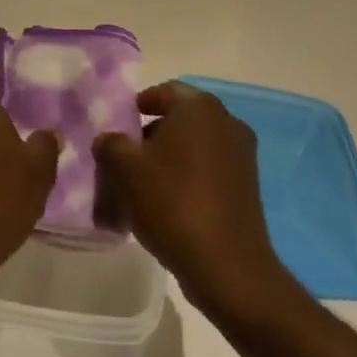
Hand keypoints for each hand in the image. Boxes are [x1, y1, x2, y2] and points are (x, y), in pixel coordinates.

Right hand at [93, 84, 292, 318]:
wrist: (226, 264)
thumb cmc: (172, 203)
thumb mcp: (125, 169)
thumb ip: (111, 144)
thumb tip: (109, 139)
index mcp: (199, 108)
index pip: (164, 91)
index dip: (138, 105)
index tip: (119, 126)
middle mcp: (227, 122)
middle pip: (181, 118)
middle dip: (151, 134)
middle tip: (125, 158)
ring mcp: (242, 155)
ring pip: (195, 146)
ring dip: (169, 158)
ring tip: (142, 185)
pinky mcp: (248, 185)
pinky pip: (209, 169)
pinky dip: (188, 177)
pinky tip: (168, 203)